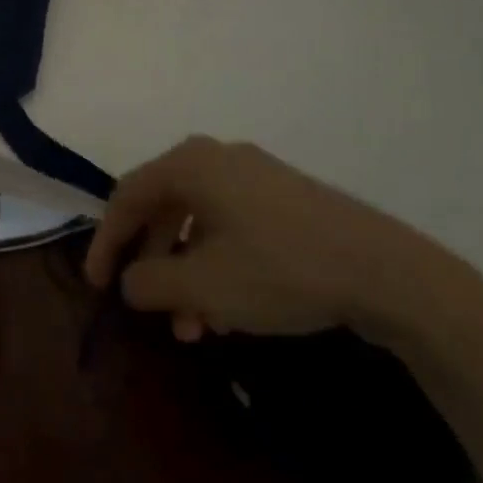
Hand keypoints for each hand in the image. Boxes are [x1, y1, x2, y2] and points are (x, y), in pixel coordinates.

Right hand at [85, 136, 470, 345]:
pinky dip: (216, 263)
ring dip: (185, 270)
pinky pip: (231, 224)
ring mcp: (255, 175)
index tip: (97, 285)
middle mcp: (217, 158)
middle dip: (151, 261)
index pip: (128, 196)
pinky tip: (228, 309)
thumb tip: (130, 281)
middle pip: (163, 206)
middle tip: (145, 304)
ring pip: (199, 220)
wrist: (385, 270)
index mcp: (190, 164)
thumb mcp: (205, 285)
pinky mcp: (285, 198)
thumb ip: (152, 282)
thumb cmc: (279, 268)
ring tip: (192, 324)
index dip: (106, 241)